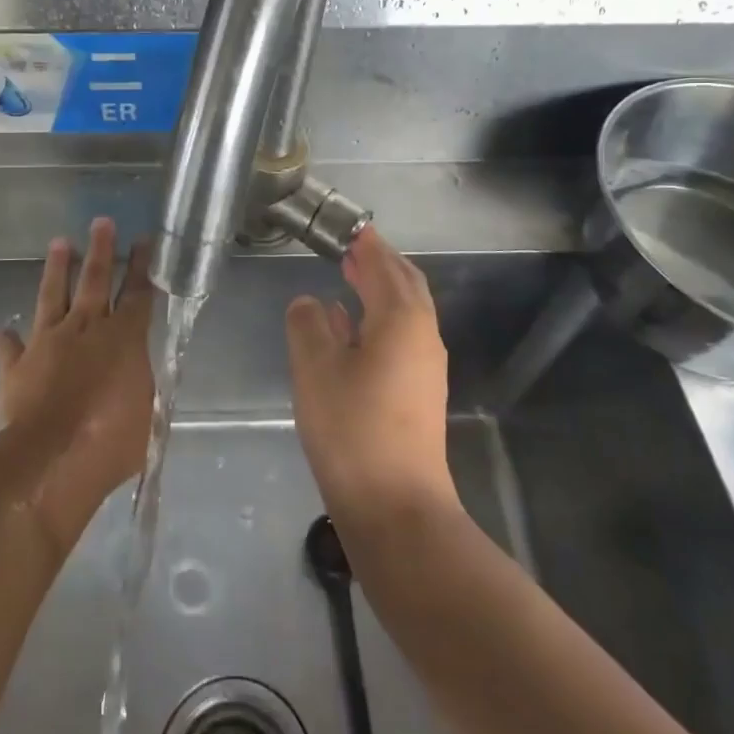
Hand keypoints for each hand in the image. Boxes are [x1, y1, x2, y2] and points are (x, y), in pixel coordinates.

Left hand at [0, 217, 155, 548]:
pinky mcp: (18, 365)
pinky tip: (6, 330)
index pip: (137, 293)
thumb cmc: (111, 440)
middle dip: (101, 249)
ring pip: (53, 295)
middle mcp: (86, 329)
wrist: (50, 458)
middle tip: (101, 221)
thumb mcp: (145, 416)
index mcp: (124, 338)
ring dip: (57, 269)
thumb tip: (135, 378)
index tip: (142, 240)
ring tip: (60, 243)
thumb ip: (139, 388)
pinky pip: (12, 347)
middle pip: (95, 280)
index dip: (141, 266)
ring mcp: (48, 342)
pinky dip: (10, 339)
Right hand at [286, 226, 455, 523]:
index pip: (383, 265)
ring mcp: (425, 367)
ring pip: (405, 312)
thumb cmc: (352, 427)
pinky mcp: (419, 393)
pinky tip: (351, 330)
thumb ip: (308, 325)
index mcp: (401, 319)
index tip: (348, 227)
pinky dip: (378, 319)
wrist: (396, 506)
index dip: (365, 244)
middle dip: (379, 263)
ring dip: (379, 290)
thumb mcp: (315, 368)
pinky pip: (401, 337)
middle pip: (405, 284)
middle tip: (350, 247)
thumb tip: (309, 303)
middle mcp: (422, 336)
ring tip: (349, 278)